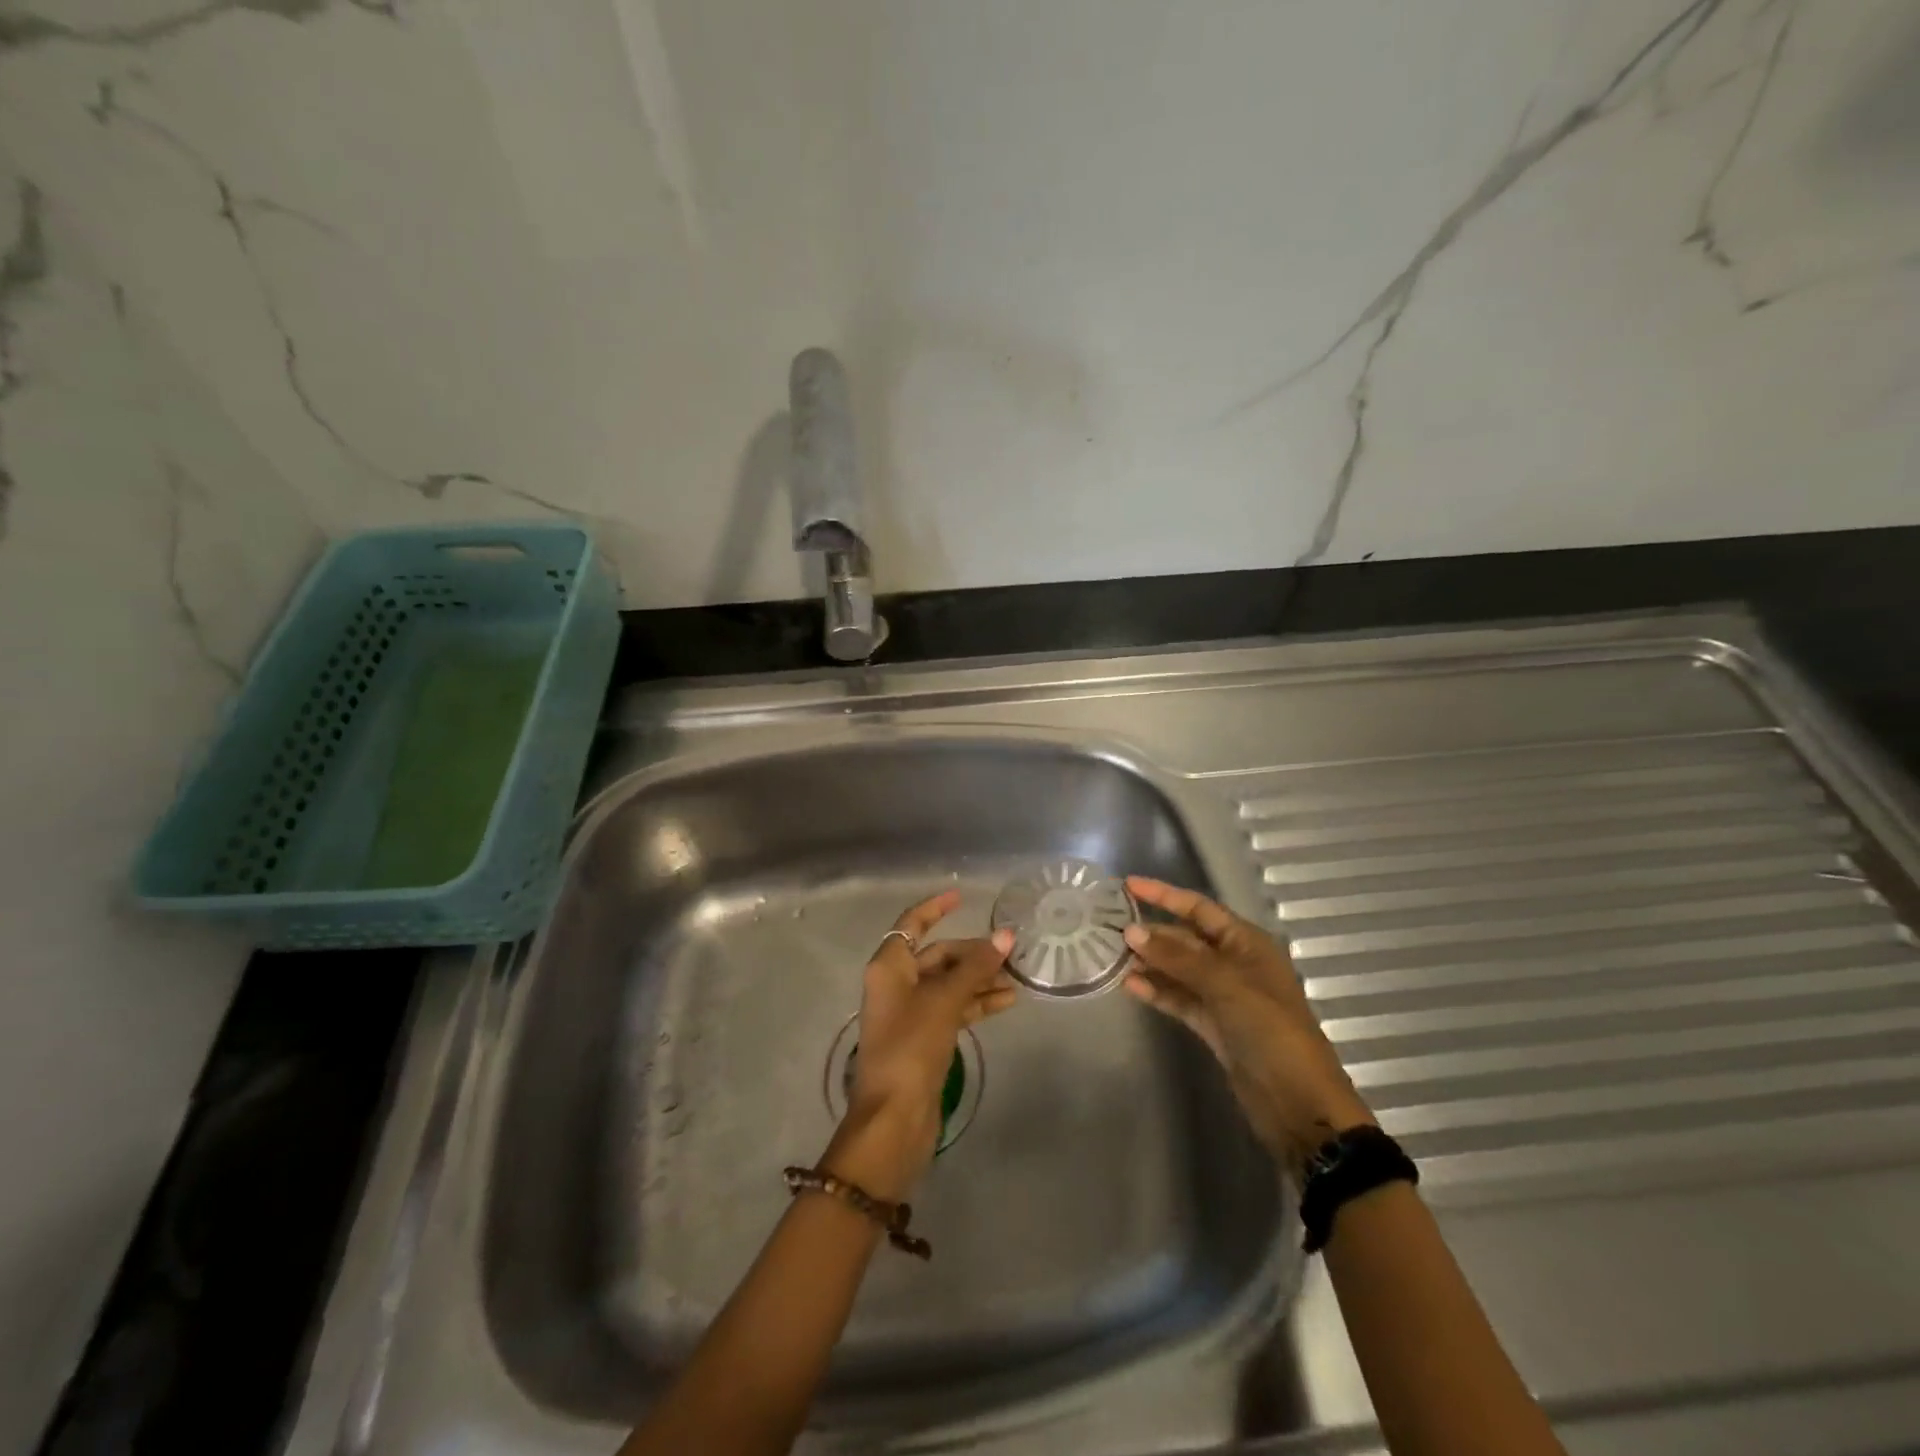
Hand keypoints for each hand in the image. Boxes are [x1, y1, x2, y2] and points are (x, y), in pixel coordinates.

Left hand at [825, 890, 1016, 1197]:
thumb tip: (1006, 935)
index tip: (962, 896)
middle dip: (972, 952)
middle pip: (938, 955)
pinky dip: (976, 1003)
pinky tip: (1006, 1002)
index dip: (935, 908)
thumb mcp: (945, 1001)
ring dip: (979, 978)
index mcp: (890, 966)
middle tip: (1011, 952)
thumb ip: (975, 968)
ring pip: (949, 983)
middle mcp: (897, 984)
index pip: (912, 924)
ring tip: (1017, 977)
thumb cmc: (911, 1048)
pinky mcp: (924, 1039)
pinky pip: (953, 1008)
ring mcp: (910, 1013)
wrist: (893, 1118)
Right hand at [1123, 876, 1373, 1177]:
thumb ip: (1177, 958)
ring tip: (1110, 956)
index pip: (1199, 908)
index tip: (1127, 885)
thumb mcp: (1226, 986)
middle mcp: (1234, 963)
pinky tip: (1129, 986)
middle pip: (1185, 938)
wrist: (1299, 1105)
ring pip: (1178, 970)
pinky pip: (1179, 998)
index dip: (1164, 895)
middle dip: (1151, 932)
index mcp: (1247, 943)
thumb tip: (1131, 931)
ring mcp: (1223, 996)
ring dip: (1149, 962)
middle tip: (1108, 927)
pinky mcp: (1213, 1025)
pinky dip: (1157, 991)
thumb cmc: (1271, 1031)